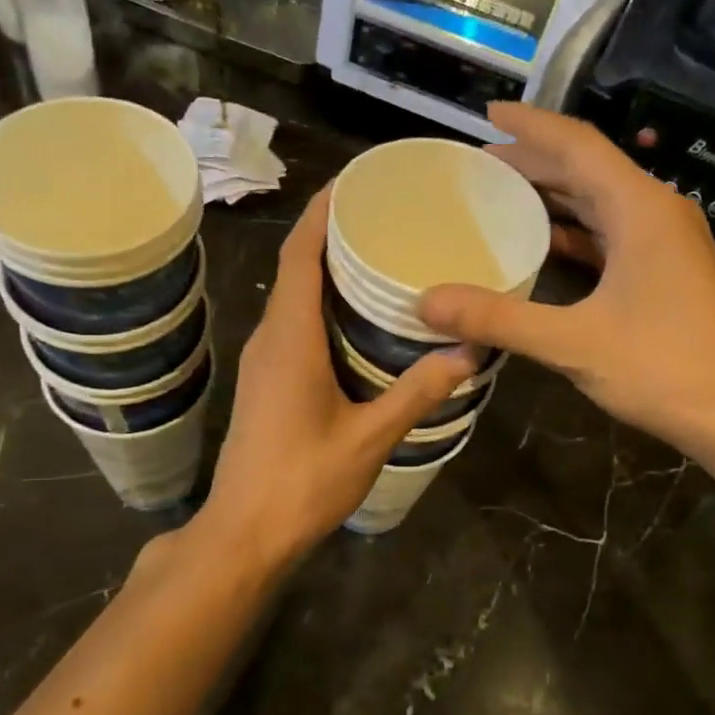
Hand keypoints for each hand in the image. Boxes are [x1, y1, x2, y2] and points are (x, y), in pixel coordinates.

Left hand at [199, 186, 477, 567]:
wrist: (244, 533)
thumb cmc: (303, 482)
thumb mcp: (370, 438)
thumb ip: (418, 392)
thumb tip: (470, 351)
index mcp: (290, 337)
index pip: (301, 253)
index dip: (323, 210)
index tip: (357, 180)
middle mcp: (270, 337)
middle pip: (296, 266)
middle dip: (333, 232)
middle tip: (388, 214)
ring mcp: (263, 360)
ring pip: (293, 296)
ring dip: (327, 268)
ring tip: (380, 254)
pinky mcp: (265, 382)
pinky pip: (293, 323)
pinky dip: (321, 303)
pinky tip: (358, 317)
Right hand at [419, 104, 714, 458]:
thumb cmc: (663, 368)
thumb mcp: (572, 342)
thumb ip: (497, 318)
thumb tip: (427, 302)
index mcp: (640, 208)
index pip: (578, 145)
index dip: (531, 125)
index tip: (488, 113)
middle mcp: (657, 212)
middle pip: (588, 169)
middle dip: (534, 161)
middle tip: (479, 164)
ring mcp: (666, 242)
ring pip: (601, 201)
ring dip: (553, 195)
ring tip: (501, 195)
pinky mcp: (667, 271)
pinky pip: (612, 233)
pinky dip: (574, 231)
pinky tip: (542, 244)